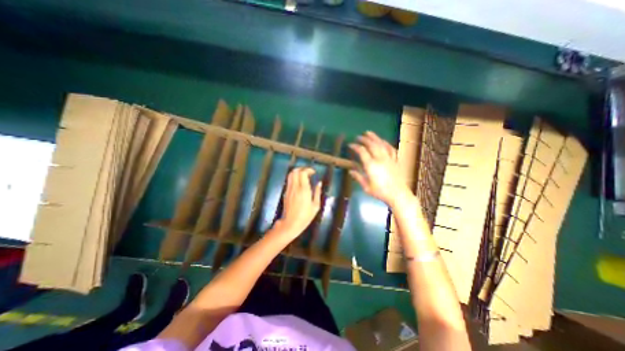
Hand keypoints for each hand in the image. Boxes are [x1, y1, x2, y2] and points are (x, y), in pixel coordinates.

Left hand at [277, 166, 321, 234]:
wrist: (290, 224)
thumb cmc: (305, 216)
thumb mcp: (315, 206)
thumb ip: (317, 192)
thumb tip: (319, 183)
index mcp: (304, 190)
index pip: (303, 173)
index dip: (308, 170)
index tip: (313, 172)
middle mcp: (295, 187)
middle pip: (295, 171)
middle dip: (302, 168)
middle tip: (308, 172)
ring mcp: (289, 189)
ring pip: (290, 174)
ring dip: (297, 172)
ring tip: (303, 175)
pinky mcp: (286, 192)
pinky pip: (289, 180)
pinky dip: (294, 177)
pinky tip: (299, 182)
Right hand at [350, 132, 413, 205]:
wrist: (398, 195)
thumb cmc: (380, 192)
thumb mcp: (366, 187)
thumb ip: (358, 177)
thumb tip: (350, 171)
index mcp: (371, 165)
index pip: (362, 151)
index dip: (355, 146)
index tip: (350, 145)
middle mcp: (380, 159)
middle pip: (372, 145)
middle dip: (364, 139)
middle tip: (358, 137)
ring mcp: (389, 158)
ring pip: (381, 144)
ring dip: (374, 137)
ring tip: (368, 133)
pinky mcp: (396, 160)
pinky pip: (391, 149)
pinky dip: (386, 143)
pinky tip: (383, 141)